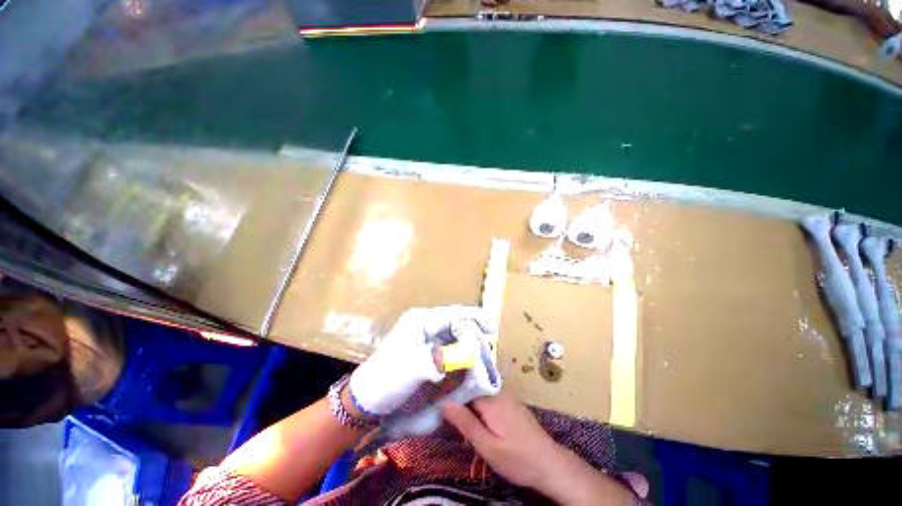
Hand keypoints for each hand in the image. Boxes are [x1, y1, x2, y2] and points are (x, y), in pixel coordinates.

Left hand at [349, 306, 495, 415]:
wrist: (367, 400)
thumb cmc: (386, 380)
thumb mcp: (411, 368)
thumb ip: (438, 358)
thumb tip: (467, 355)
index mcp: (421, 320)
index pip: (453, 314)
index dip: (475, 318)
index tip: (493, 329)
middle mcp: (426, 325)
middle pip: (457, 323)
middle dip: (474, 333)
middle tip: (488, 350)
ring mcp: (427, 338)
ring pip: (456, 336)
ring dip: (470, 345)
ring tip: (483, 358)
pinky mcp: (428, 351)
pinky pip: (451, 348)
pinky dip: (462, 354)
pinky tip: (470, 365)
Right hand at [441, 387, 560, 488]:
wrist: (549, 463)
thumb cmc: (517, 458)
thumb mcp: (488, 446)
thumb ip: (466, 423)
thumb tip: (444, 403)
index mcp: (491, 397)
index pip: (463, 386)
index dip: (449, 393)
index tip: (436, 401)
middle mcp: (498, 389)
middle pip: (471, 386)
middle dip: (458, 398)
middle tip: (445, 414)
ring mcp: (505, 394)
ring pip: (478, 391)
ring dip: (468, 403)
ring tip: (457, 419)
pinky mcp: (509, 401)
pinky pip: (488, 396)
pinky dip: (478, 405)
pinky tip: (474, 420)